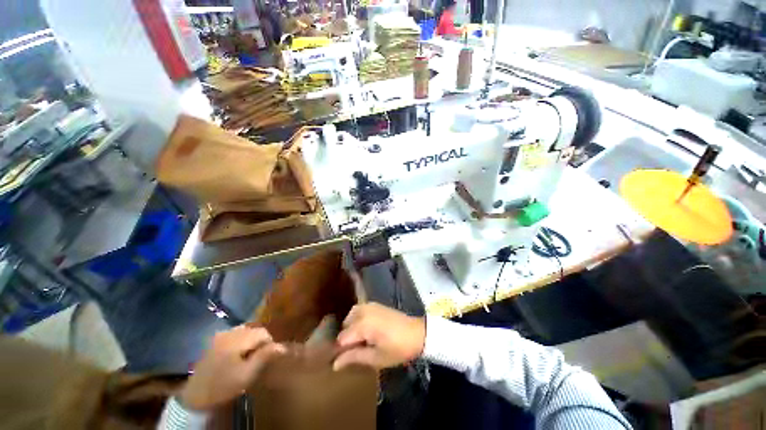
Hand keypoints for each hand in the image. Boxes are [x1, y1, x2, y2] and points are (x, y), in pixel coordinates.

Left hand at [180, 326, 285, 410]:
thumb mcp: (247, 375)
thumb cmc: (223, 386)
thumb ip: (264, 357)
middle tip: (258, 358)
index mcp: (237, 340)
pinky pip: (234, 334)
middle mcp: (229, 333)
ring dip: (250, 340)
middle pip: (253, 329)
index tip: (267, 357)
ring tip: (248, 355)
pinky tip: (237, 353)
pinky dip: (241, 340)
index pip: (262, 332)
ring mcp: (220, 335)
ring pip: (244, 330)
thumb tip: (281, 346)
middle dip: (259, 341)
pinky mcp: (214, 340)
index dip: (269, 343)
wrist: (194, 396)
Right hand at [334, 303, 425, 370]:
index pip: (342, 339)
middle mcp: (363, 311)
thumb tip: (334, 364)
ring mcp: (369, 305)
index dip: (341, 351)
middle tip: (356, 351)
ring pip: (350, 316)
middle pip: (345, 326)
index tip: (344, 360)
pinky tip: (366, 330)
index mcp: (362, 324)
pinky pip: (359, 310)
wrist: (417, 333)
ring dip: (351, 328)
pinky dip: (358, 319)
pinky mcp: (375, 304)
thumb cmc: (398, 348)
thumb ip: (354, 357)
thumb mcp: (376, 358)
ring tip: (360, 341)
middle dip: (347, 339)